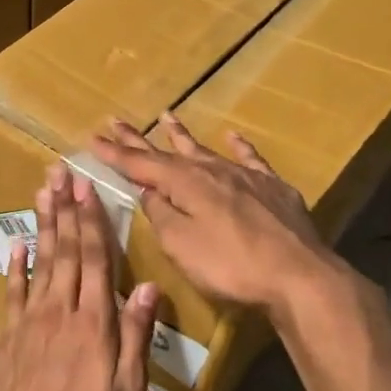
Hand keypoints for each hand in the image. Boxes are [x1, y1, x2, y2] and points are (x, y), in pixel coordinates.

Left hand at [0, 165, 158, 390]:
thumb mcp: (129, 388)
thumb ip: (137, 335)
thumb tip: (148, 287)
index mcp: (95, 320)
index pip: (95, 259)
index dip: (92, 221)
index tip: (88, 188)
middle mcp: (61, 309)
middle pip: (65, 250)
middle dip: (66, 209)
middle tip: (62, 174)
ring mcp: (32, 319)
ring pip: (40, 262)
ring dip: (43, 225)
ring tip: (43, 192)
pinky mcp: (11, 334)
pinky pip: (13, 291)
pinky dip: (15, 265)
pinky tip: (17, 244)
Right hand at [92, 114, 347, 314]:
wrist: (298, 274)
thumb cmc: (230, 265)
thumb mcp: (181, 245)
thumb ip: (161, 215)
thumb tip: (148, 192)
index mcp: (185, 184)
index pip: (140, 164)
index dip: (115, 153)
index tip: (92, 138)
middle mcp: (212, 171)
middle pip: (169, 152)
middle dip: (140, 138)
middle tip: (116, 121)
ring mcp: (245, 176)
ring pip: (206, 149)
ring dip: (183, 135)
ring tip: (167, 116)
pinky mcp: (273, 187)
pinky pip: (250, 158)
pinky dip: (238, 146)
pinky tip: (232, 136)